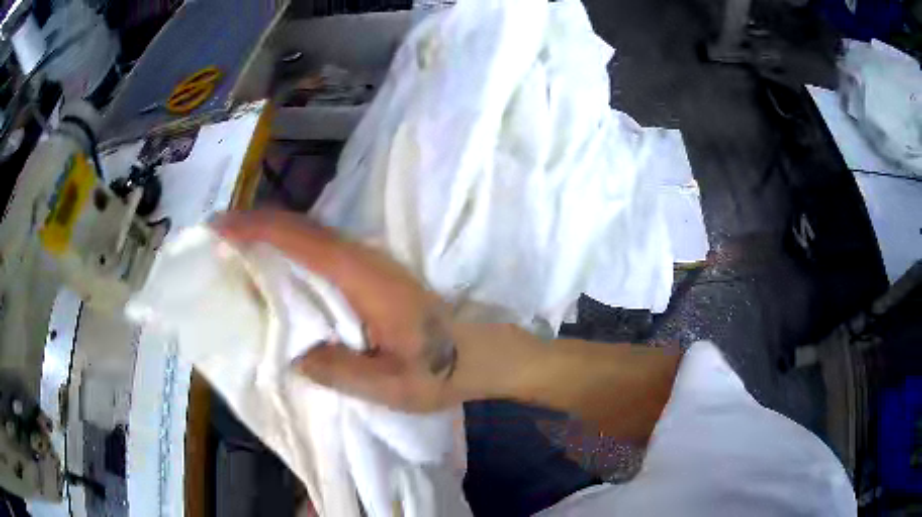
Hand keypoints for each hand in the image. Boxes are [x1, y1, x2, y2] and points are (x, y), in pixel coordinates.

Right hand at [213, 210, 470, 411]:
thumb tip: (291, 352)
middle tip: (218, 238)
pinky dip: (291, 246)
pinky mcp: (373, 270)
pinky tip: (276, 265)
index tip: (219, 228)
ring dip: (272, 233)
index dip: (257, 229)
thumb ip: (335, 368)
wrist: (484, 351)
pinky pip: (322, 248)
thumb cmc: (442, 370)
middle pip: (302, 227)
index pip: (301, 240)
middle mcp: (364, 258)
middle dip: (256, 225)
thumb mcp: (387, 385)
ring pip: (311, 234)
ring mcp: (370, 261)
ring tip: (236, 248)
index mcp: (364, 279)